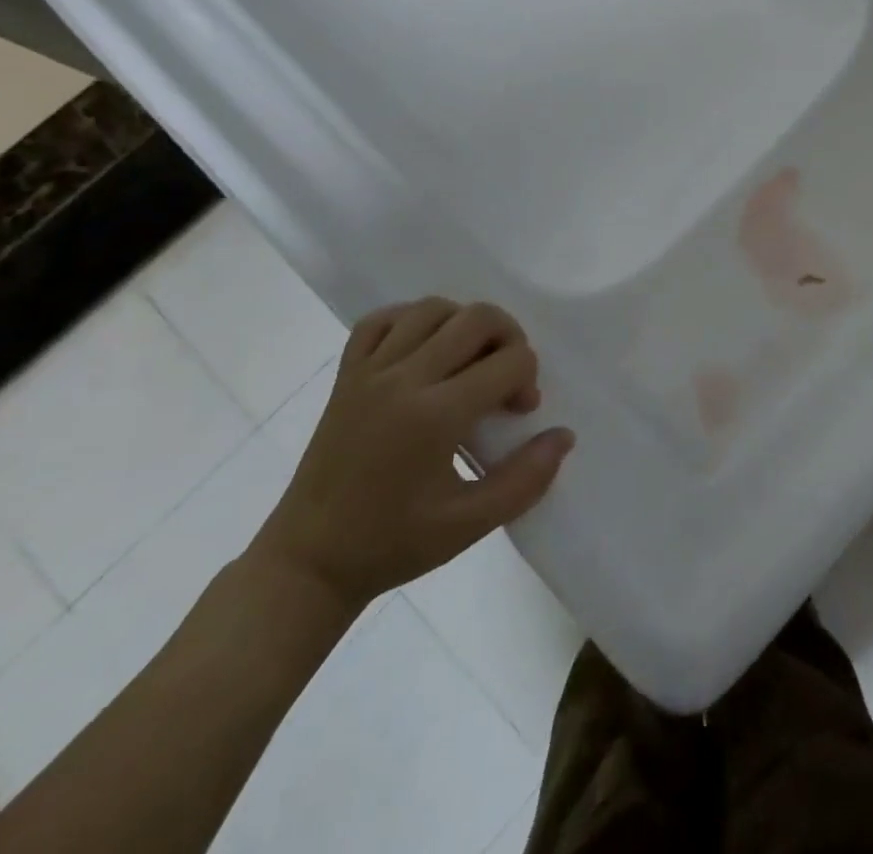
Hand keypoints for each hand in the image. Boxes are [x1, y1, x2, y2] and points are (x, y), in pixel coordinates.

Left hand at [251, 299, 574, 612]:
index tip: (519, 413)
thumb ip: (525, 480)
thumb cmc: (393, 544)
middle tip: (505, 379)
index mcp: (435, 416)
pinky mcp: (346, 375)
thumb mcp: (469, 525)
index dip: (528, 380)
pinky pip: (381, 320)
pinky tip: (424, 348)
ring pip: (432, 308)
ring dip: (464, 324)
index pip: (509, 361)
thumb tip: (563, 436)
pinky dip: (410, 320)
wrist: (309, 563)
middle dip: (508, 338)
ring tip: (469, 361)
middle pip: (476, 318)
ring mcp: (369, 372)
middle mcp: (403, 380)